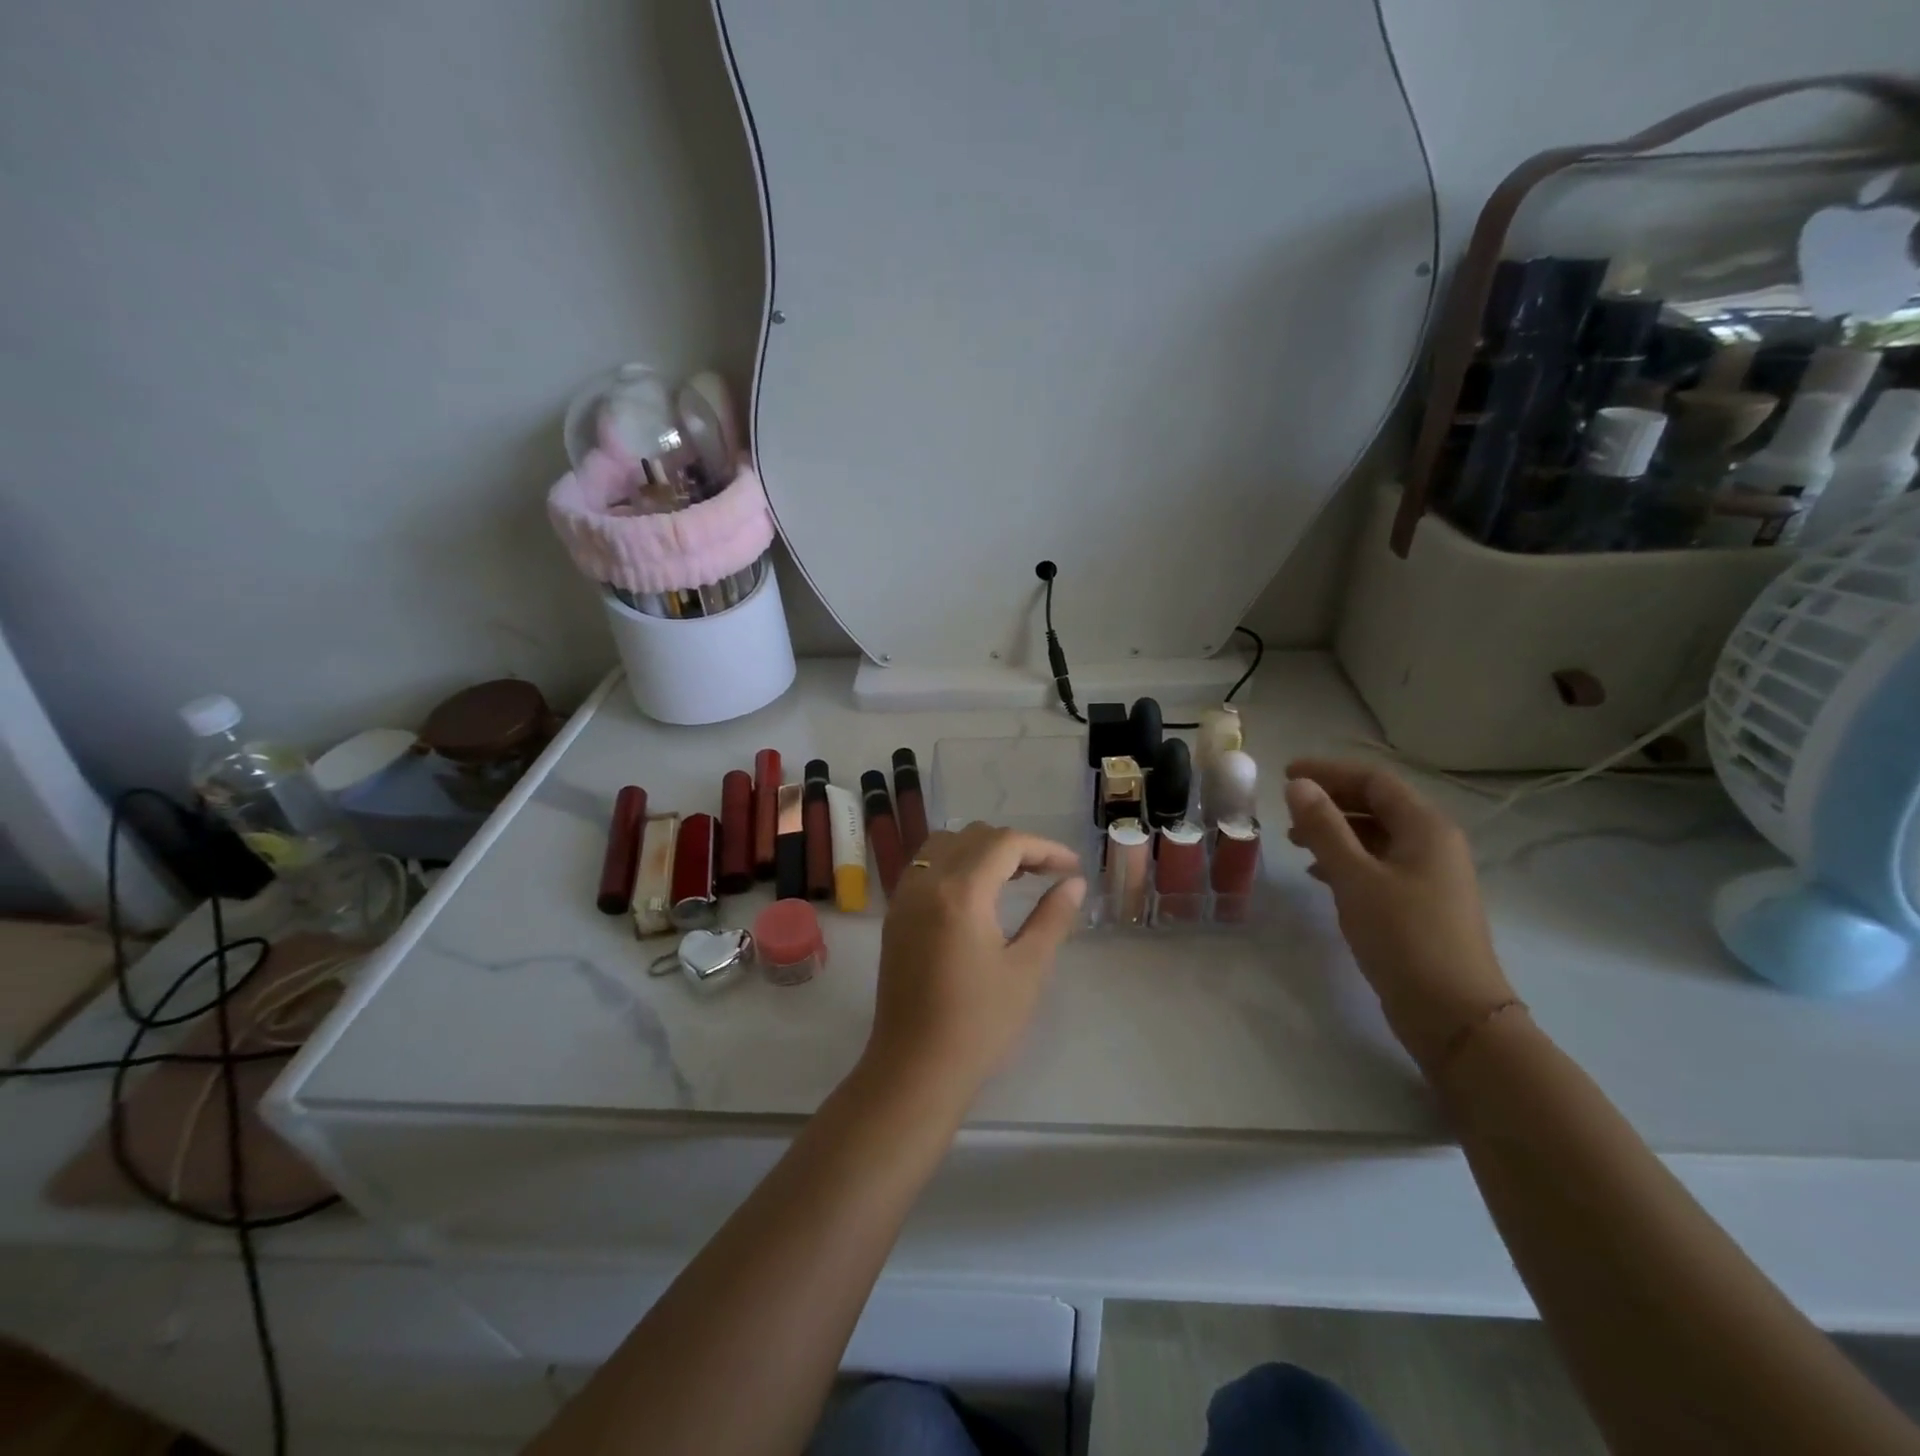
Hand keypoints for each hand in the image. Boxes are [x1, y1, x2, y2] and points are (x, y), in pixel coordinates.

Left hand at [866, 823, 1085, 1105]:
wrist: (915, 1068)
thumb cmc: (979, 1024)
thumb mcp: (1027, 969)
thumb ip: (1052, 918)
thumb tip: (1073, 883)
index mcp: (961, 891)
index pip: (1005, 843)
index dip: (1044, 847)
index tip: (1072, 867)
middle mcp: (926, 882)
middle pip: (974, 836)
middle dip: (1015, 846)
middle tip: (1047, 873)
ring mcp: (905, 897)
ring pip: (944, 844)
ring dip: (981, 849)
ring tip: (1013, 878)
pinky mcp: (895, 915)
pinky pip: (925, 865)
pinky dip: (954, 862)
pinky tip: (976, 893)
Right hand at [1283, 759, 1514, 1072]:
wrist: (1453, 1015)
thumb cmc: (1404, 936)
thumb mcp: (1355, 877)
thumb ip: (1325, 827)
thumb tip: (1299, 785)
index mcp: (1426, 828)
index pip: (1374, 780)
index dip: (1329, 772)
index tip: (1286, 774)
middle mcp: (1434, 844)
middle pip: (1377, 805)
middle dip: (1331, 801)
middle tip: (1287, 809)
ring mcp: (1430, 875)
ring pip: (1377, 836)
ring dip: (1336, 831)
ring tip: (1295, 841)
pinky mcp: (1421, 904)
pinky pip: (1379, 864)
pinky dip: (1347, 860)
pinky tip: (1319, 874)